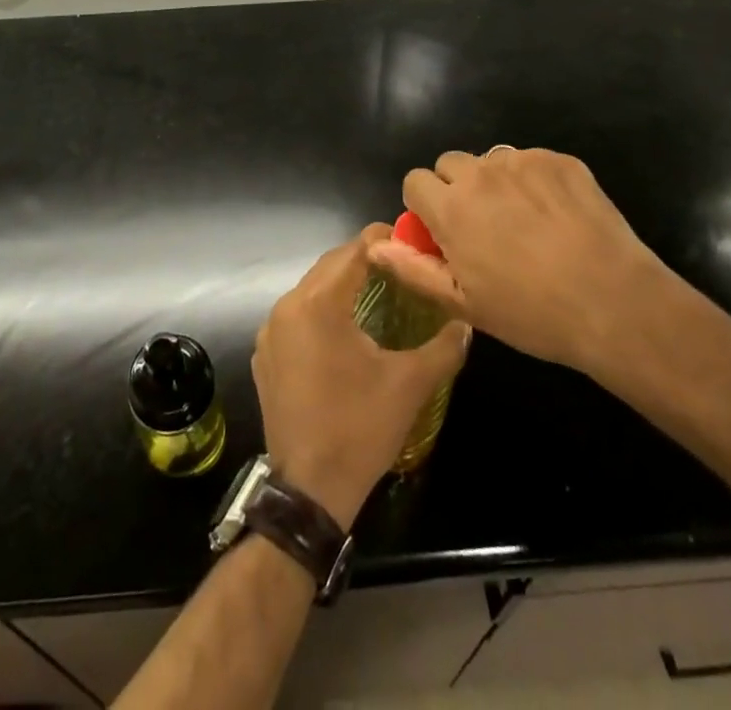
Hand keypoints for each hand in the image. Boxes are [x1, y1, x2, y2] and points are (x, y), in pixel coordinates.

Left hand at [254, 226, 470, 530]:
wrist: (309, 490)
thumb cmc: (360, 428)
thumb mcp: (410, 385)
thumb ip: (443, 347)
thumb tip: (465, 322)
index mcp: (318, 304)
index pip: (352, 252)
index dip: (381, 240)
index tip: (408, 240)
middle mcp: (287, 307)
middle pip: (329, 266)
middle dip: (362, 260)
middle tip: (398, 265)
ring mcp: (270, 332)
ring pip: (310, 290)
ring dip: (341, 284)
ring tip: (377, 291)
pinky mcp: (265, 355)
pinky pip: (295, 316)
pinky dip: (320, 311)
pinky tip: (344, 330)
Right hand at [371, 148, 680, 380]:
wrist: (615, 303)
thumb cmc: (532, 313)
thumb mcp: (464, 303)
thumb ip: (413, 269)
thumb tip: (375, 244)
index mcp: (451, 207)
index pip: (415, 181)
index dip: (424, 206)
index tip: (443, 232)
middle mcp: (481, 173)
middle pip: (451, 164)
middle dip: (457, 188)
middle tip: (483, 227)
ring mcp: (524, 161)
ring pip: (492, 161)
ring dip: (495, 183)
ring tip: (524, 222)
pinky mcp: (561, 160)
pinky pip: (532, 161)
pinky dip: (534, 181)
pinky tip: (557, 216)